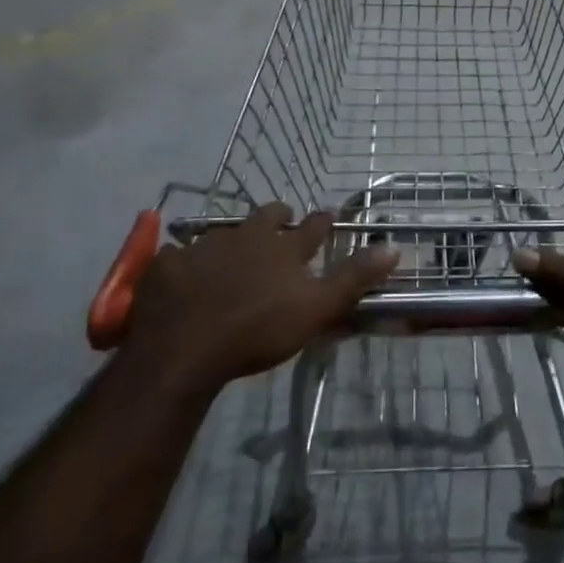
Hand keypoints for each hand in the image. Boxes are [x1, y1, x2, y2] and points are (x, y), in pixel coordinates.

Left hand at [114, 203, 396, 393]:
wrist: (184, 347)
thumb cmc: (258, 330)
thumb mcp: (316, 308)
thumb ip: (353, 278)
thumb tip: (395, 247)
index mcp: (283, 248)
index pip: (312, 227)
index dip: (322, 221)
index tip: (329, 215)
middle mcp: (246, 236)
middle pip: (266, 216)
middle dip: (278, 215)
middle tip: (282, 218)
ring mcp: (204, 247)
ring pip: (224, 232)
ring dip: (233, 237)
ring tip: (234, 248)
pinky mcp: (168, 264)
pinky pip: (179, 256)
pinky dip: (186, 262)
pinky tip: (183, 273)